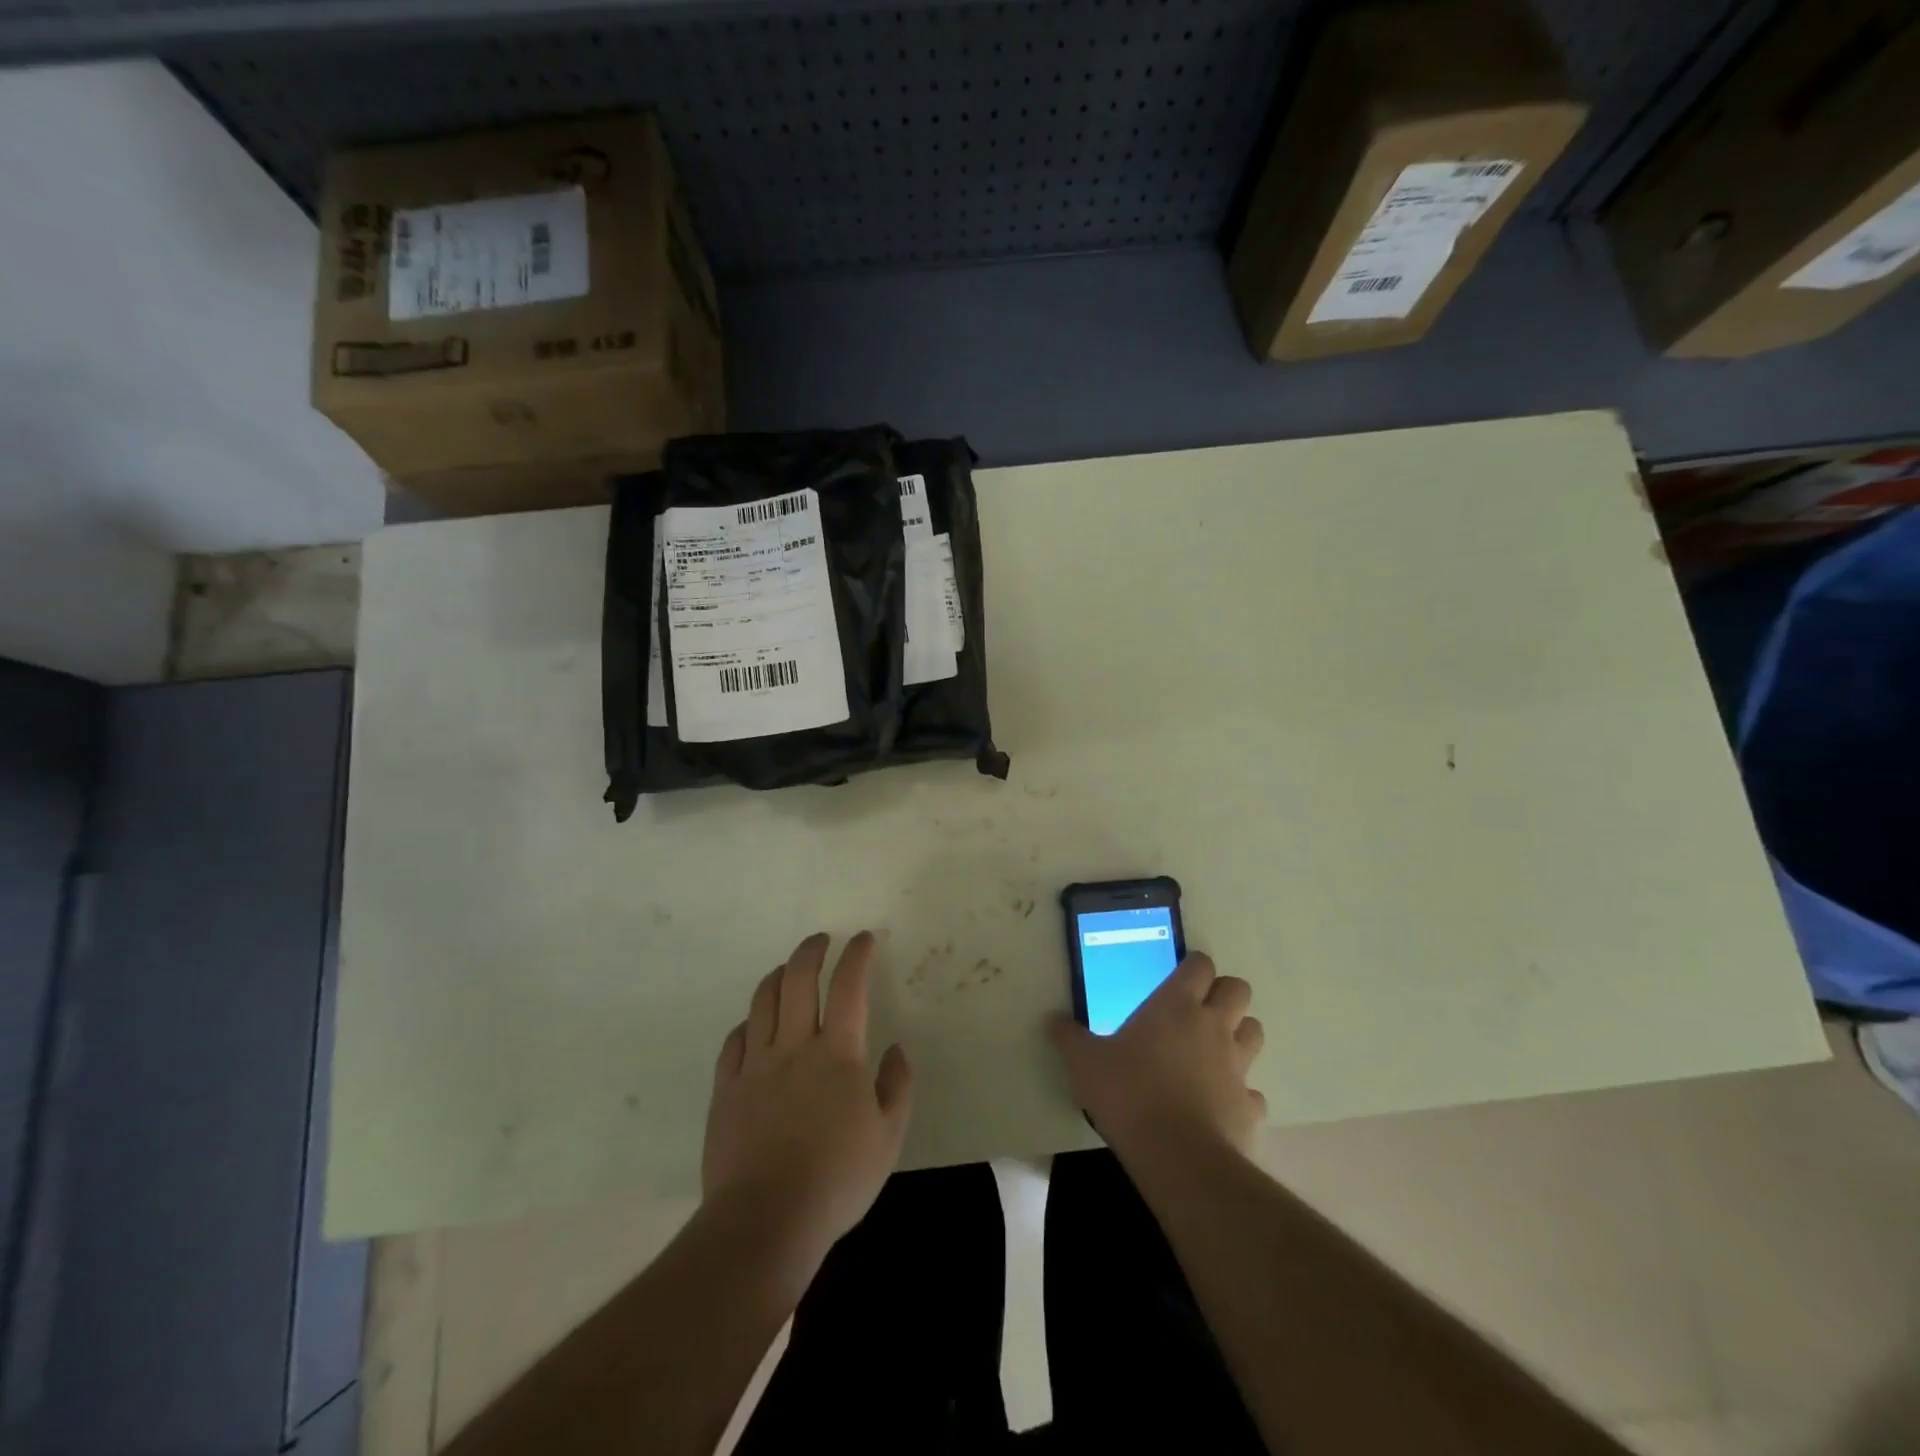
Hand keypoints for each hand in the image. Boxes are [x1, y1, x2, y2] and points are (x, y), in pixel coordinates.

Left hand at [703, 931, 914, 1260]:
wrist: (765, 1220)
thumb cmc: (836, 1180)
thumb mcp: (888, 1138)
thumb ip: (897, 1086)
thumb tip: (897, 1048)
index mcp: (837, 1054)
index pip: (849, 986)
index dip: (857, 955)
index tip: (863, 939)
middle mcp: (794, 1046)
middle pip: (798, 980)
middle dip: (811, 951)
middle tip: (821, 940)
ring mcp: (755, 1065)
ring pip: (763, 1002)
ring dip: (778, 976)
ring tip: (787, 970)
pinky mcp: (726, 1089)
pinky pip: (735, 1040)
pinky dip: (749, 1022)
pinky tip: (755, 1025)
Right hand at [1049, 953, 1265, 1160]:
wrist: (1177, 1157)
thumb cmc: (1129, 1094)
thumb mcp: (1085, 1063)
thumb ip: (1070, 1038)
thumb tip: (1053, 1020)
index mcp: (1176, 1005)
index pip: (1200, 964)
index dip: (1194, 966)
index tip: (1179, 977)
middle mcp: (1213, 1026)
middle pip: (1238, 989)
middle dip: (1224, 994)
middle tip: (1199, 1010)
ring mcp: (1237, 1065)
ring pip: (1254, 1031)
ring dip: (1239, 1034)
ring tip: (1213, 1050)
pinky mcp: (1250, 1105)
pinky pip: (1253, 1091)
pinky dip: (1240, 1093)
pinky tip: (1219, 1104)